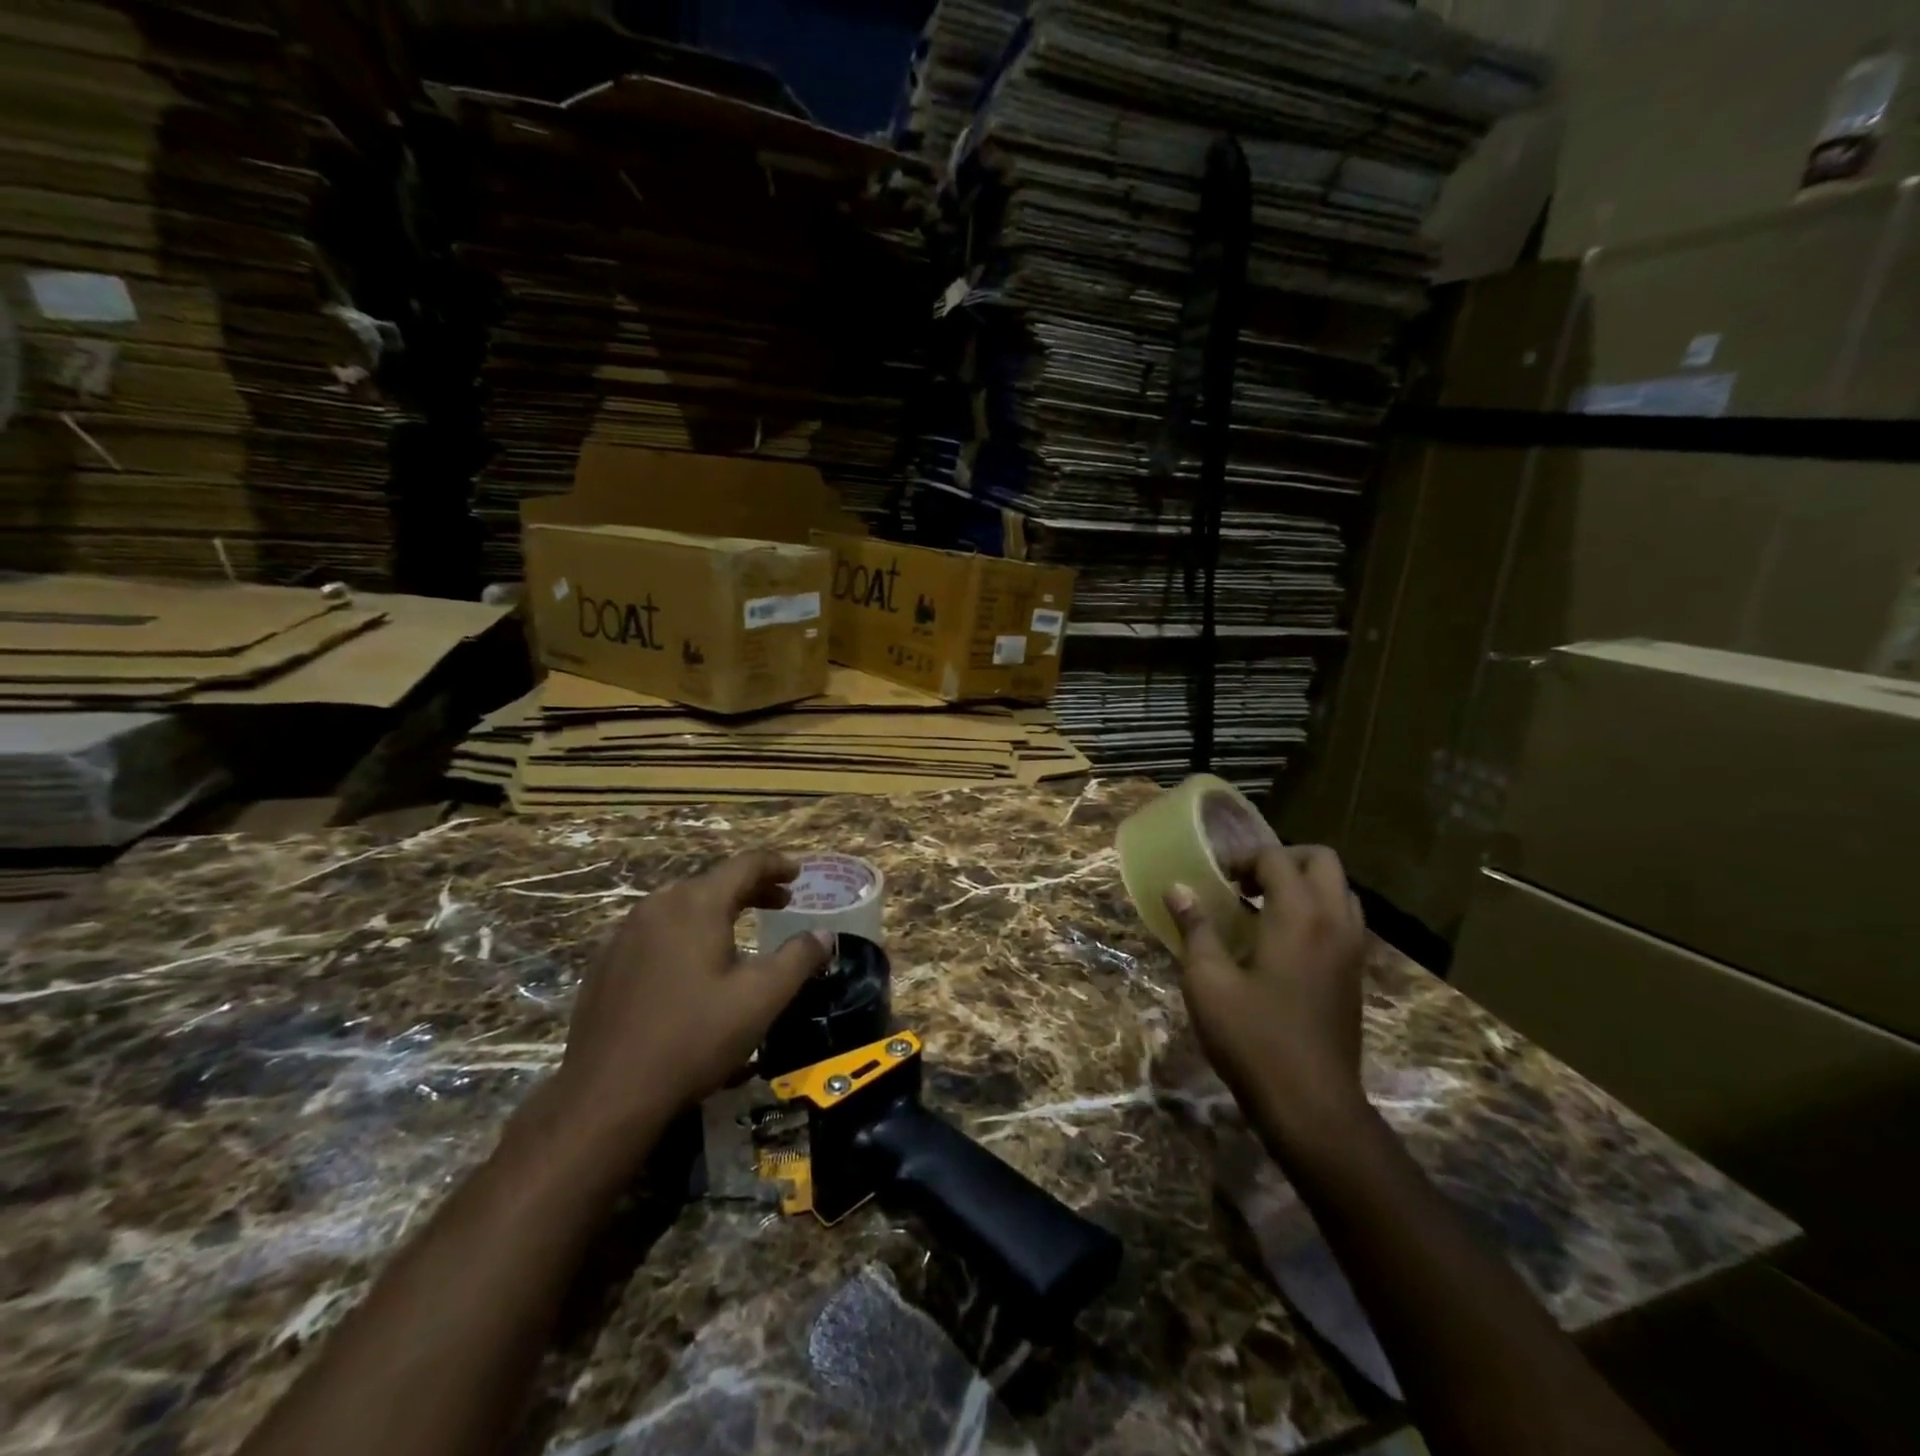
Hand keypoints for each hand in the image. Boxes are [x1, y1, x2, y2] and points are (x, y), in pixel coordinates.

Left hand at [550, 850, 830, 1149]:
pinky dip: (686, 931)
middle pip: (713, 881)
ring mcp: (626, 933)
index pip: (746, 865)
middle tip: (781, 902)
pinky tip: (693, 963)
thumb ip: (798, 958)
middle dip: (751, 888)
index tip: (799, 873)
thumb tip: (823, 935)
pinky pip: (657, 930)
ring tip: (740, 928)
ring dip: (717, 909)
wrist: (607, 1094)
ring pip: (682, 905)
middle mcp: (658, 905)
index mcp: (697, 904)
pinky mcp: (606, 962)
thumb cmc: (694, 1037)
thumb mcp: (761, 998)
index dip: (777, 865)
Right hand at [1164, 842, 1368, 1136]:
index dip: (1243, 859)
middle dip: (1283, 861)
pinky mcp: (1356, 975)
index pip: (1277, 858)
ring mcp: (1353, 950)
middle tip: (1247, 884)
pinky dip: (1318, 912)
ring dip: (1305, 886)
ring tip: (1265, 909)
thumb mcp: (1208, 981)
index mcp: (1299, 915)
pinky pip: (1344, 920)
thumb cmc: (1253, 1038)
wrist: (1312, 1105)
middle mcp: (1334, 922)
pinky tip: (1283, 944)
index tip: (1218, 881)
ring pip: (1340, 890)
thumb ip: (1195, 928)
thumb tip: (1177, 889)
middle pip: (1322, 861)